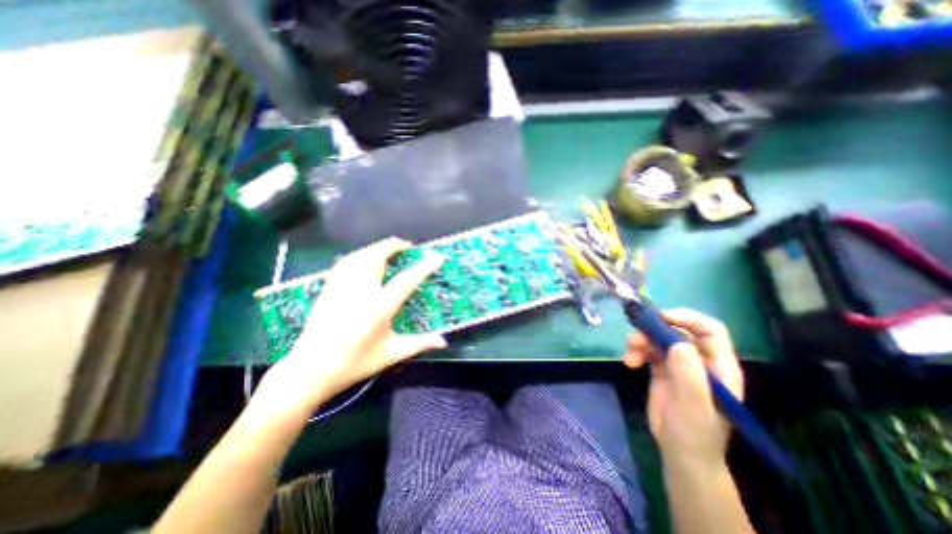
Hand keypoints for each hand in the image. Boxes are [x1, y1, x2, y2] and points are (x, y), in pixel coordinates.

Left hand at [252, 237, 446, 417]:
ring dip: (378, 248)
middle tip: (408, 248)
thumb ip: (420, 343)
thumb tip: (444, 341)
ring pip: (360, 255)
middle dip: (395, 246)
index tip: (438, 257)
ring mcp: (341, 286)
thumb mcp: (391, 354)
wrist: (310, 370)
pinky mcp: (329, 287)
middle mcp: (360, 291)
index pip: (407, 280)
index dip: (424, 266)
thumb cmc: (354, 363)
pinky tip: (365, 258)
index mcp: (379, 307)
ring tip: (390, 250)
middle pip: (378, 256)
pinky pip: (346, 261)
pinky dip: (360, 254)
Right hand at [621, 309, 747, 466]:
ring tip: (629, 355)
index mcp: (718, 365)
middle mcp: (699, 360)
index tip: (661, 317)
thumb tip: (677, 342)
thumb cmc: (695, 431)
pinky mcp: (661, 369)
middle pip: (677, 330)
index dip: (687, 318)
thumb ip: (689, 373)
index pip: (710, 329)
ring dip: (640, 341)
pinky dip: (636, 351)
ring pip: (658, 338)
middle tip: (635, 338)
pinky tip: (629, 362)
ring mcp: (679, 363)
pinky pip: (647, 350)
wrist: (679, 453)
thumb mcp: (694, 404)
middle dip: (654, 330)